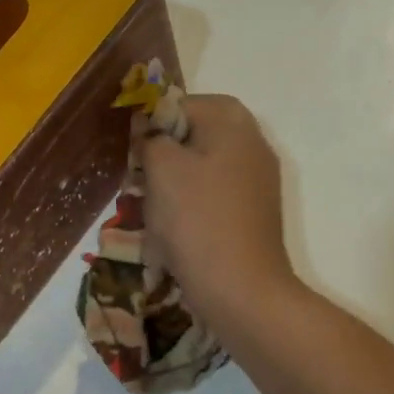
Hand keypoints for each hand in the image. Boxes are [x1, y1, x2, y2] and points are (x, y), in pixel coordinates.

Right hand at [138, 94, 295, 323]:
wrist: (241, 289)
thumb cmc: (197, 220)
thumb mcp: (161, 168)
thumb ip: (150, 137)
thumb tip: (150, 133)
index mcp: (233, 122)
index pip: (182, 104)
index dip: (152, 123)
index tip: (135, 153)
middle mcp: (253, 143)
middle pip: (195, 134)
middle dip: (164, 154)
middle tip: (141, 179)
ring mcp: (259, 179)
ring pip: (203, 165)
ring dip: (175, 181)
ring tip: (155, 207)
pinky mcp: (255, 211)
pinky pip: (215, 193)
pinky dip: (193, 204)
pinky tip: (177, 229)